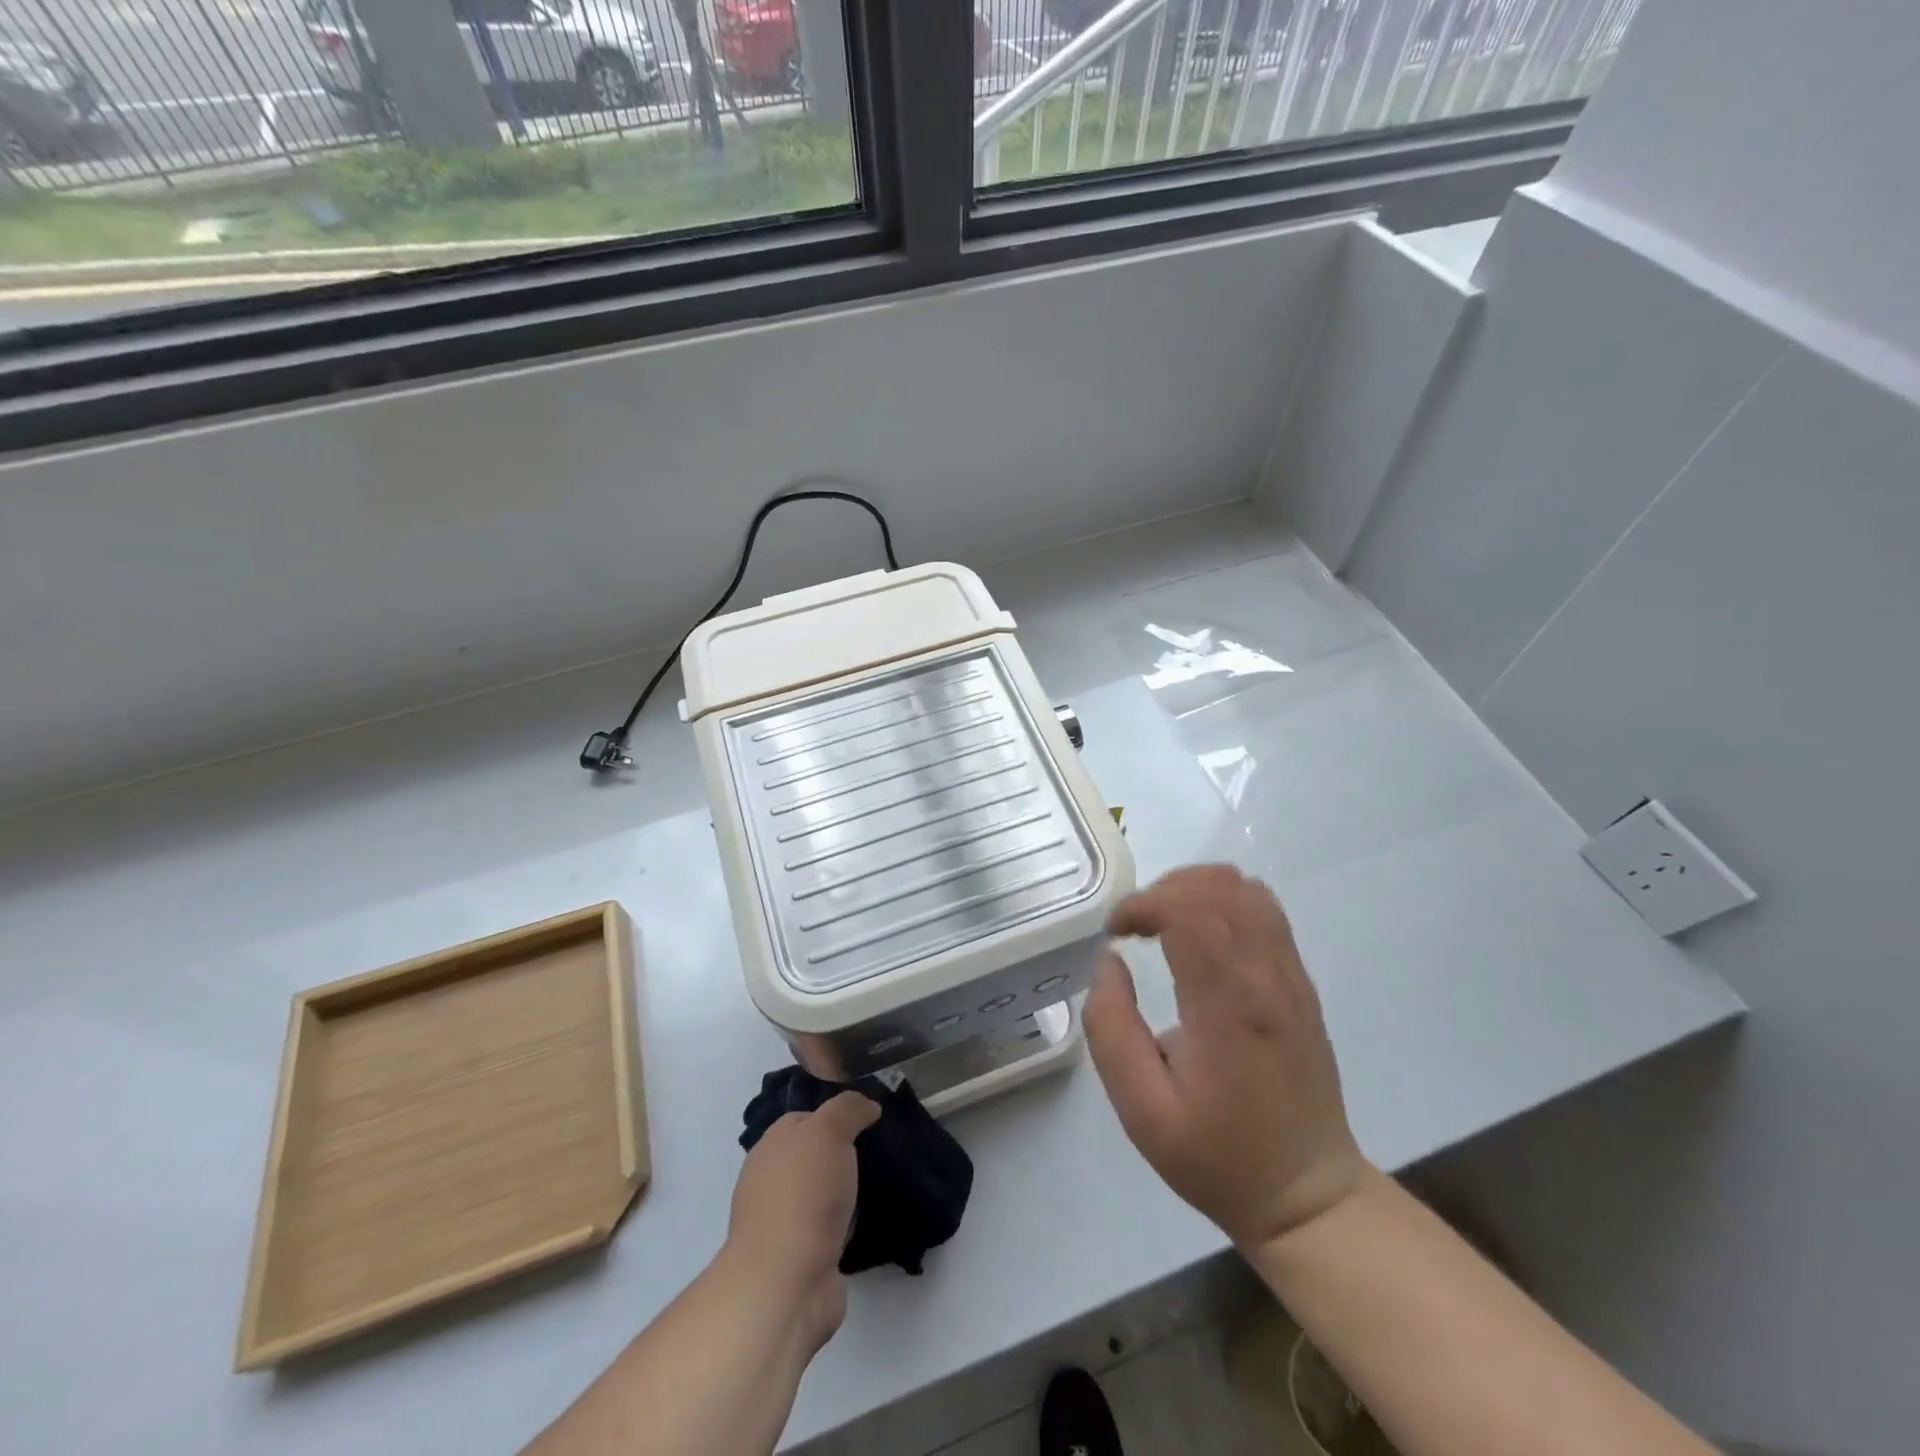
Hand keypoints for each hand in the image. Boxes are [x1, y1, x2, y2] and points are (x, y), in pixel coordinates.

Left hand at [722, 1091, 878, 1347]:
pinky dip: (846, 1224)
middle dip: (843, 1153)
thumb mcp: (828, 1131)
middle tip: (882, 1150)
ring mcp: (784, 1222)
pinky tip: (868, 1221)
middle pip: (813, 1156)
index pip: (805, 1118)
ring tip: (883, 1183)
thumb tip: (867, 1106)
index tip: (870, 1118)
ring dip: (846, 1191)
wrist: (785, 1285)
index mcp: (771, 1146)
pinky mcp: (800, 1258)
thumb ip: (848, 1109)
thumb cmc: (803, 1195)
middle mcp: (771, 1181)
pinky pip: (829, 1228)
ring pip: (822, 1193)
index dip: (836, 1114)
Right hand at [1084, 865, 1374, 1250]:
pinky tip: (1199, 932)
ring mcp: (1291, 977)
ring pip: (1247, 890)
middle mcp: (1267, 978)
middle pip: (1219, 888)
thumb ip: (1111, 1029)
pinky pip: (1265, 911)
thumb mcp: (1141, 1110)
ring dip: (1195, 888)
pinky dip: (1223, 900)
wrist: (1307, 1194)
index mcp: (1228, 1008)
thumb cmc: (1217, 1156)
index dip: (1145, 903)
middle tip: (1134, 926)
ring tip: (1163, 921)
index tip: (1115, 931)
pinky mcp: (1301, 982)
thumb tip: (1109, 961)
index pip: (1191, 912)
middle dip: (1164, 890)